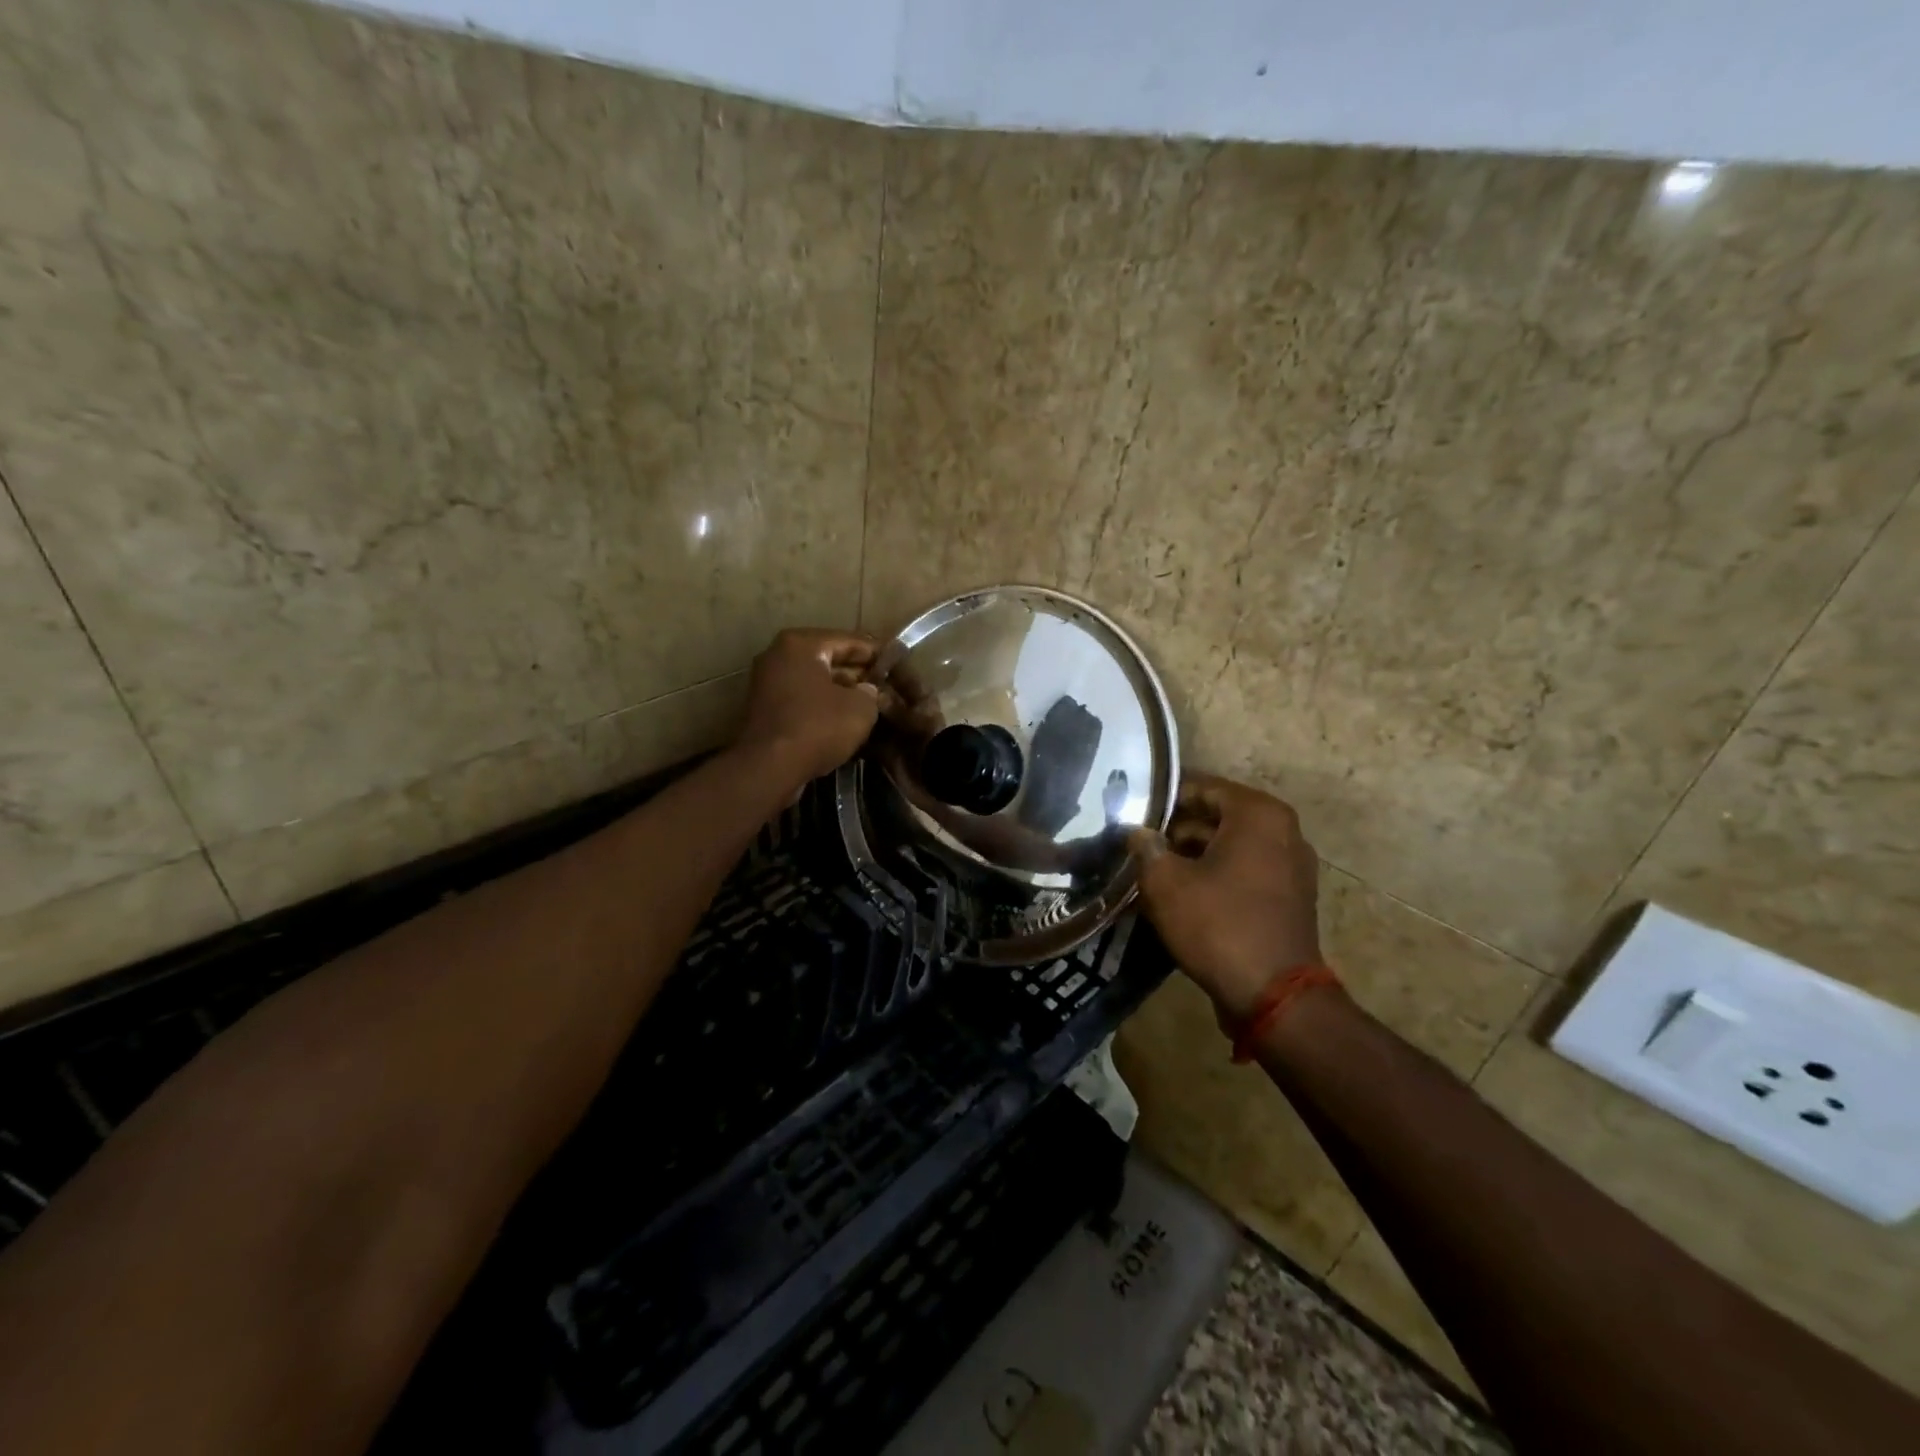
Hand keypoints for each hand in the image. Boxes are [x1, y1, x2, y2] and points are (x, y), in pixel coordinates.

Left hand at [736, 629, 881, 786]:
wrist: (768, 769)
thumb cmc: (817, 727)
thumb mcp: (861, 708)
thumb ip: (872, 693)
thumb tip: (868, 691)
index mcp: (802, 644)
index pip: (851, 641)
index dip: (879, 656)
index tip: (898, 669)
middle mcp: (779, 655)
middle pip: (830, 660)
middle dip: (859, 676)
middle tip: (886, 690)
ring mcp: (767, 683)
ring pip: (816, 682)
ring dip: (842, 693)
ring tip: (871, 708)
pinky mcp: (764, 710)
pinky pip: (803, 701)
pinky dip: (823, 708)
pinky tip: (845, 723)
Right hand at [1130, 773, 1324, 1021]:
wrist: (1273, 996)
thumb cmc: (1218, 925)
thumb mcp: (1166, 882)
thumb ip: (1147, 848)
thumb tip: (1138, 833)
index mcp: (1258, 814)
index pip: (1201, 787)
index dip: (1162, 797)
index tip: (1130, 809)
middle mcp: (1283, 831)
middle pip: (1216, 816)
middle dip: (1175, 829)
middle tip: (1134, 841)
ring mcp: (1290, 866)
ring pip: (1228, 846)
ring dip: (1191, 855)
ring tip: (1149, 867)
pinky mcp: (1287, 898)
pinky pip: (1242, 872)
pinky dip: (1213, 875)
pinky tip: (1178, 892)